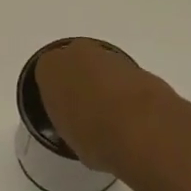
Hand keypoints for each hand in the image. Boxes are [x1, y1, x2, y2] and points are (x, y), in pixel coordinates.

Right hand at [34, 39, 184, 176]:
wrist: (144, 131)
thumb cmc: (93, 136)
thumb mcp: (68, 136)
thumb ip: (69, 120)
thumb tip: (80, 124)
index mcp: (51, 68)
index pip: (46, 73)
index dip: (55, 93)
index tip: (62, 111)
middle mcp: (79, 54)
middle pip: (75, 64)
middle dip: (80, 82)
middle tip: (86, 111)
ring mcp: (113, 58)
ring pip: (102, 69)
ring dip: (106, 86)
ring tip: (112, 118)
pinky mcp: (141, 68)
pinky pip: (126, 80)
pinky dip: (128, 93)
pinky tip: (133, 118)